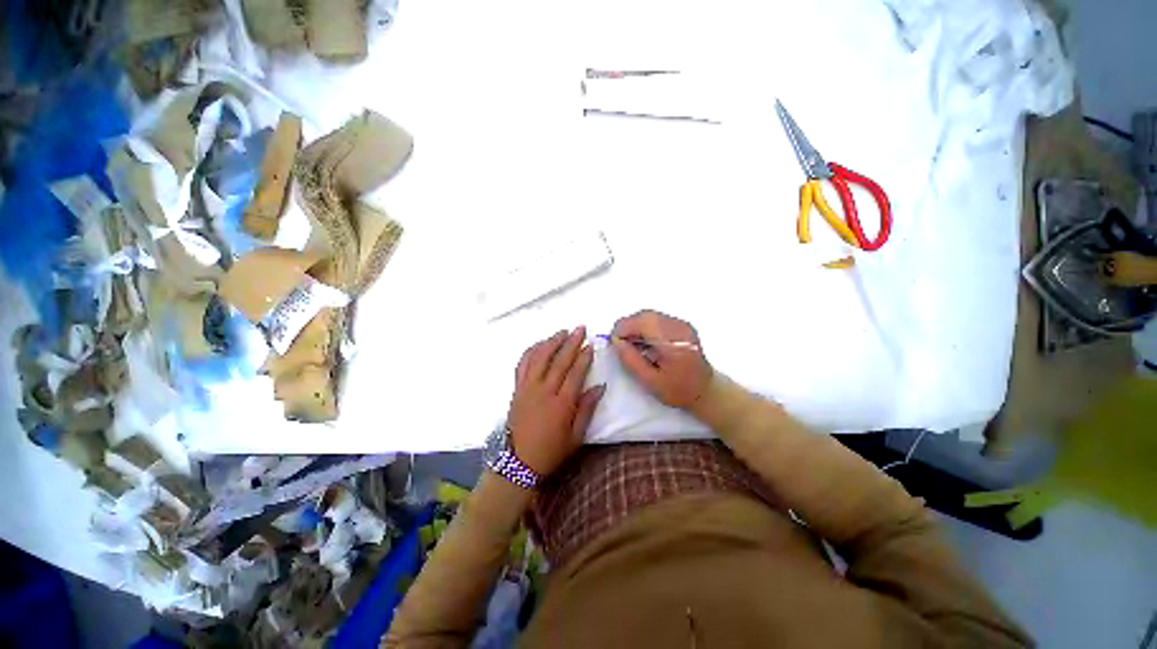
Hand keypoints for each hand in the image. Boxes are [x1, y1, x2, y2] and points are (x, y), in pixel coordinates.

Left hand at [507, 327, 603, 477]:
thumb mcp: (576, 437)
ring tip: (562, 331)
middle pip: (559, 360)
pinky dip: (531, 351)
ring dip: (551, 342)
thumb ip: (587, 410)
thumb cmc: (551, 451)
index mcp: (562, 404)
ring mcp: (528, 388)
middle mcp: (544, 391)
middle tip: (580, 328)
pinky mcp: (517, 389)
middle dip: (571, 342)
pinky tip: (539, 344)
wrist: (518, 463)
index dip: (584, 357)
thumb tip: (600, 387)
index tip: (590, 345)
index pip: (575, 373)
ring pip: (540, 358)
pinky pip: (522, 365)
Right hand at [611, 310, 712, 408]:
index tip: (614, 342)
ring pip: (650, 314)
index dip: (623, 328)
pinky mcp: (681, 324)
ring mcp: (682, 324)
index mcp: (673, 343)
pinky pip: (657, 318)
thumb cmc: (677, 390)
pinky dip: (645, 325)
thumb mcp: (650, 382)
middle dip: (627, 325)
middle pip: (645, 315)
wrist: (705, 390)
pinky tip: (644, 341)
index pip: (643, 323)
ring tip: (631, 343)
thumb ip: (631, 360)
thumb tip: (616, 341)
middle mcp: (679, 328)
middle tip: (620, 343)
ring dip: (635, 325)